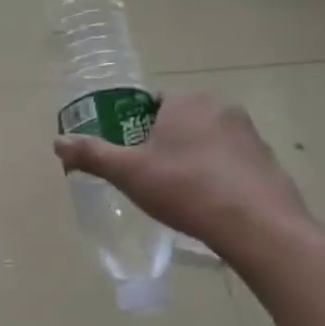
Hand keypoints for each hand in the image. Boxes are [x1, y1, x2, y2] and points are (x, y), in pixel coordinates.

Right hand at [53, 93, 308, 251]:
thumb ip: (92, 154)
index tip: (127, 151)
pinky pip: (230, 160)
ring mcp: (249, 133)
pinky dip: (216, 173)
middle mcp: (220, 107)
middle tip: (146, 174)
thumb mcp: (128, 173)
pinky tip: (207, 200)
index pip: (152, 102)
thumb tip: (58, 141)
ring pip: (206, 139)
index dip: (134, 125)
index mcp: (186, 102)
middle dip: (162, 142)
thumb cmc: (184, 188)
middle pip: (179, 120)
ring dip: (190, 157)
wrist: (254, 223)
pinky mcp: (266, 159)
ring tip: (176, 190)